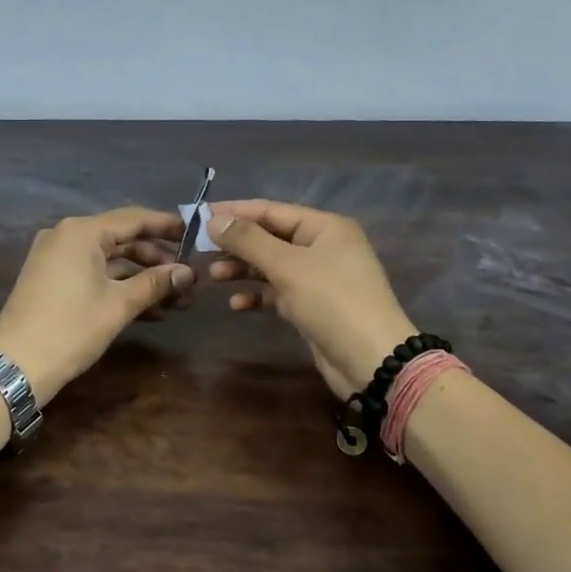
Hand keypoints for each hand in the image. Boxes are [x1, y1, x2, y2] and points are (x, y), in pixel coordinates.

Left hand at [0, 207, 194, 404]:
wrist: (15, 366)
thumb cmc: (71, 328)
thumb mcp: (119, 305)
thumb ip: (156, 283)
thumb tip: (188, 273)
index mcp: (82, 231)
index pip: (134, 218)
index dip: (167, 226)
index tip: (195, 236)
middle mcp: (66, 236)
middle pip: (122, 239)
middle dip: (157, 260)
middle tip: (187, 282)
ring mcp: (56, 258)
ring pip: (109, 260)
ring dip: (141, 278)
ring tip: (174, 302)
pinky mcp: (52, 280)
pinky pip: (93, 273)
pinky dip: (119, 286)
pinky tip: (148, 309)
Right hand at [207, 200, 417, 399]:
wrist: (372, 361)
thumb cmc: (332, 302)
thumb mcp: (288, 266)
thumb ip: (249, 241)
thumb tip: (214, 220)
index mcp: (325, 227)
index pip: (272, 210)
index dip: (235, 212)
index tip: (199, 216)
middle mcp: (323, 247)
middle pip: (270, 237)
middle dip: (237, 244)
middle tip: (200, 250)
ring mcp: (319, 278)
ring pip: (272, 266)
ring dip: (243, 270)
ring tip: (213, 277)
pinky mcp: (313, 306)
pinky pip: (278, 292)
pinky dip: (258, 295)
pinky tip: (236, 303)